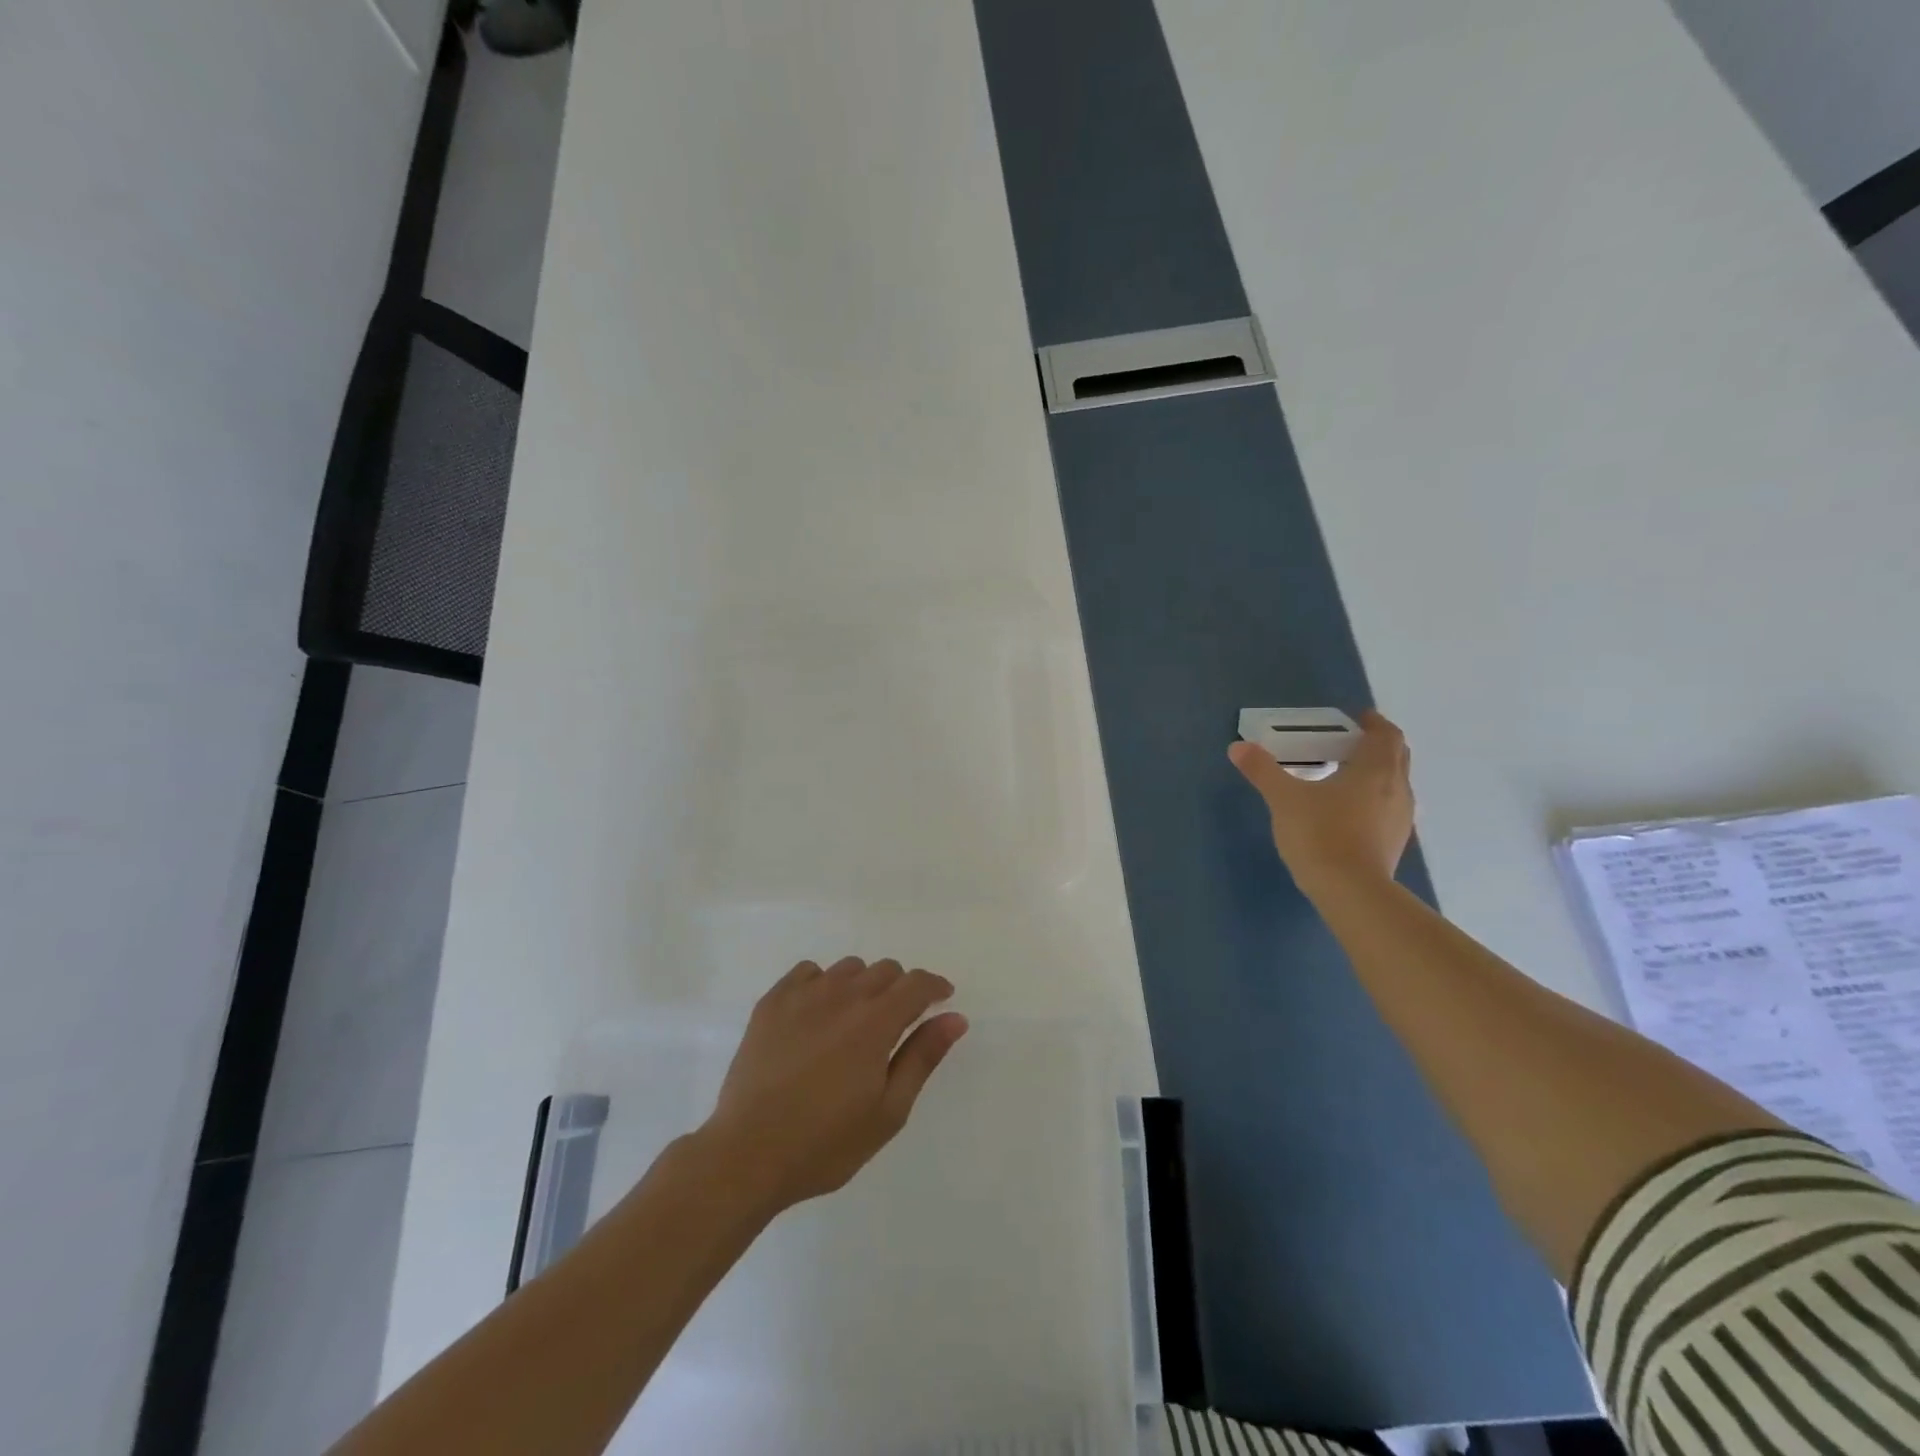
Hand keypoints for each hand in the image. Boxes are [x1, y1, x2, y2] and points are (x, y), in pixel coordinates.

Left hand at [696, 958, 967, 1214]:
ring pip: (848, 968)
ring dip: (863, 985)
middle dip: (901, 989)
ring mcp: (802, 995)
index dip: (935, 987)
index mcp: (875, 1022)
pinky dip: (822, 983)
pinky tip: (817, 1014)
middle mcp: (842, 995)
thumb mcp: (888, 1111)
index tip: (942, 1000)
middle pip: (885, 970)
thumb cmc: (825, 1143)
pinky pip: (808, 972)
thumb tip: (955, 1018)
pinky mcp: (771, 1002)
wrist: (747, 1155)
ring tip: (856, 1021)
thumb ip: (922, 1057)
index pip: (916, 984)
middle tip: (898, 1023)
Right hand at [1227, 709, 1414, 896]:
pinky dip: (1375, 798)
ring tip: (1347, 775)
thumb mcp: (1284, 799)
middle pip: (1397, 756)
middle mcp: (1397, 788)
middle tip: (1349, 743)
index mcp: (1375, 769)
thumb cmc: (1321, 834)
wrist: (1351, 892)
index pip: (1386, 735)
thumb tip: (1238, 747)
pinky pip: (1390, 808)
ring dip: (1379, 772)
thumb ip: (1263, 770)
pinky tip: (1350, 810)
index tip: (1358, 719)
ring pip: (1396, 783)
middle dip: (1378, 745)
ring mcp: (1400, 818)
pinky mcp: (1395, 842)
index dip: (1374, 723)